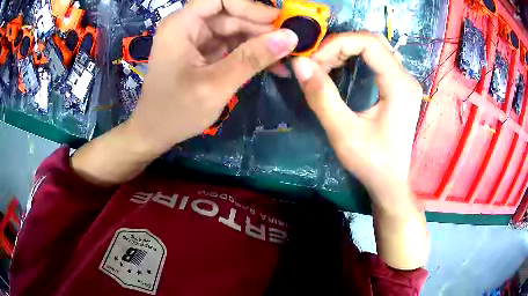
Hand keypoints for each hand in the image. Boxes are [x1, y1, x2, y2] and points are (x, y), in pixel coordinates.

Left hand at [127, 0, 297, 153]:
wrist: (155, 133)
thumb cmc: (176, 111)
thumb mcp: (215, 85)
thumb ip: (252, 58)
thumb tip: (290, 37)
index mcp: (181, 25)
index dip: (250, 6)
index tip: (277, 22)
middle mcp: (188, 26)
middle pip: (230, 14)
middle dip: (260, 28)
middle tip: (290, 44)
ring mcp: (195, 39)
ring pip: (234, 29)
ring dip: (260, 43)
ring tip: (285, 58)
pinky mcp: (203, 52)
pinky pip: (231, 45)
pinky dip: (250, 54)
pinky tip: (271, 65)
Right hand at [291, 33, 428, 269]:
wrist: (390, 183)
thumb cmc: (372, 163)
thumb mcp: (344, 133)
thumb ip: (322, 97)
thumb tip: (299, 64)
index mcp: (399, 84)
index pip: (368, 42)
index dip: (337, 44)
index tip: (314, 61)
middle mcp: (406, 77)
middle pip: (372, 41)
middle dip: (340, 45)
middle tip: (317, 62)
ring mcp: (405, 82)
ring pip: (375, 48)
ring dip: (347, 50)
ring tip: (325, 65)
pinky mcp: (399, 88)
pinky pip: (377, 60)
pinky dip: (355, 58)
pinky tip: (340, 69)